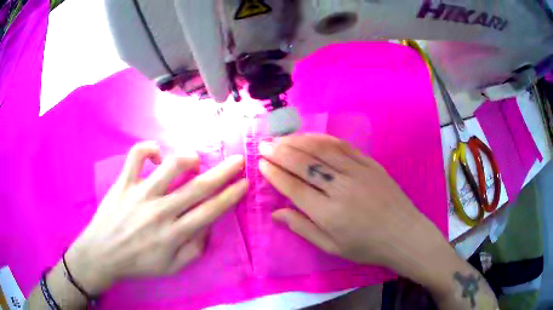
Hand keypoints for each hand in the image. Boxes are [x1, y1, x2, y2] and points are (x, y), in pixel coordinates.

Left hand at [65, 142, 246, 294]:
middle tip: (239, 160)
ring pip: (169, 166)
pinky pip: (135, 156)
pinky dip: (148, 148)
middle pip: (198, 187)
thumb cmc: (138, 263)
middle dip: (224, 172)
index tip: (244, 183)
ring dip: (188, 158)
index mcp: (173, 234)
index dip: (230, 195)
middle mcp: (160, 211)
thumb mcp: (172, 267)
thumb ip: (195, 249)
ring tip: (195, 160)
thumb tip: (208, 226)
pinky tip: (157, 154)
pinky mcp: (123, 183)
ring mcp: (139, 193)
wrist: (102, 254)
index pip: (210, 210)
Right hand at [259, 134, 445, 270]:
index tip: (260, 163)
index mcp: (328, 213)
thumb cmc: (366, 246)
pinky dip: (322, 139)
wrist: (404, 234)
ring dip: (298, 141)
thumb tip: (275, 213)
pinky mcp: (369, 163)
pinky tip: (310, 136)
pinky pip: (342, 146)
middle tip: (263, 144)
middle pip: (304, 164)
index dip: (274, 173)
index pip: (294, 187)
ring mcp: (357, 171)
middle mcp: (340, 188)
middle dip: (280, 152)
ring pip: (321, 150)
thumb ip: (302, 228)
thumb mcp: (331, 246)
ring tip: (281, 137)